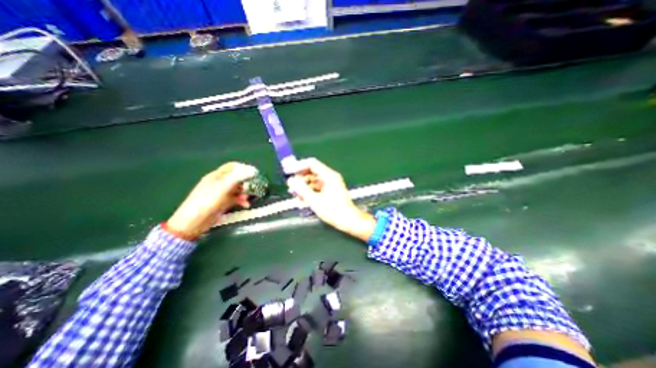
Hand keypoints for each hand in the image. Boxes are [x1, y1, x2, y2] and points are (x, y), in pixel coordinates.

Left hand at [167, 162, 258, 237]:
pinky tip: (246, 205)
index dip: (244, 168)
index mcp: (216, 176)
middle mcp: (220, 183)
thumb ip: (237, 178)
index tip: (255, 173)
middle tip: (255, 186)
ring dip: (245, 192)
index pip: (232, 167)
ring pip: (238, 189)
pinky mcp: (224, 203)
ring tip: (250, 197)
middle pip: (236, 178)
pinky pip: (236, 199)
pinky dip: (242, 201)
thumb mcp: (222, 188)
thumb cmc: (206, 202)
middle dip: (247, 181)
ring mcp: (222, 194)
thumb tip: (253, 170)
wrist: (193, 223)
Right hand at [286, 157, 373, 241]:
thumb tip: (291, 181)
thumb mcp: (314, 200)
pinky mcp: (331, 191)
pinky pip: (318, 187)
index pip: (311, 163)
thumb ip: (301, 189)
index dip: (299, 166)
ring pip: (314, 180)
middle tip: (291, 186)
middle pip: (312, 171)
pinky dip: (310, 191)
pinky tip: (302, 200)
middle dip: (300, 178)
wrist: (348, 220)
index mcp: (328, 175)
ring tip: (295, 195)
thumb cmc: (332, 210)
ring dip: (304, 186)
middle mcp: (330, 177)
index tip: (288, 172)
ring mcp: (331, 184)